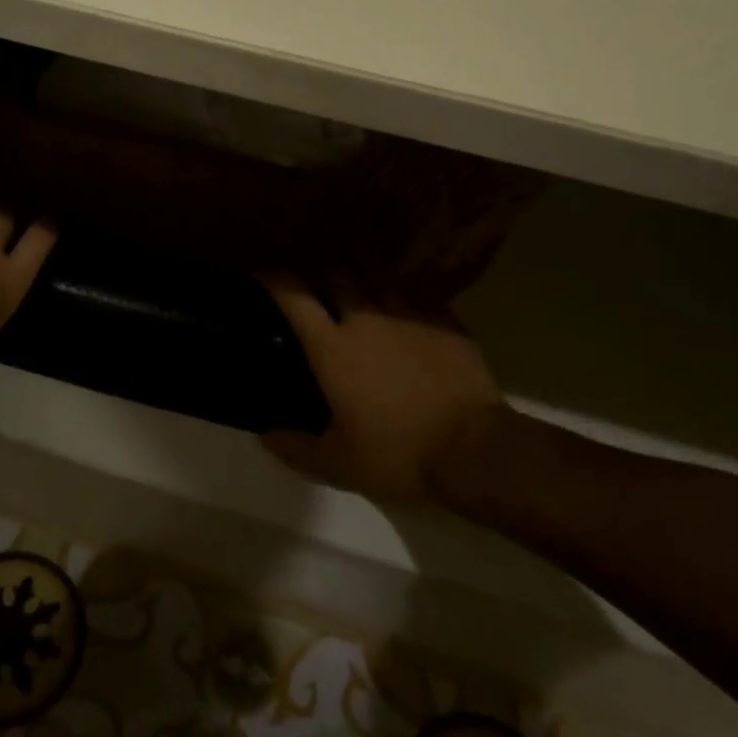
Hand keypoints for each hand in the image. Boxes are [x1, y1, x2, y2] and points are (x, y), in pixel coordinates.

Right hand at [260, 273, 510, 503]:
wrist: (476, 449)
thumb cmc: (399, 454)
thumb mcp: (338, 463)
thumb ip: (295, 447)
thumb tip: (265, 433)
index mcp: (333, 348)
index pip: (294, 296)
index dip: (273, 279)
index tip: (261, 273)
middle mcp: (365, 319)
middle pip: (335, 273)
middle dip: (318, 272)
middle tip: (313, 284)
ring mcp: (408, 314)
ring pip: (376, 274)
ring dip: (358, 275)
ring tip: (355, 285)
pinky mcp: (443, 319)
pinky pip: (412, 293)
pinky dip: (397, 294)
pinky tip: (400, 308)